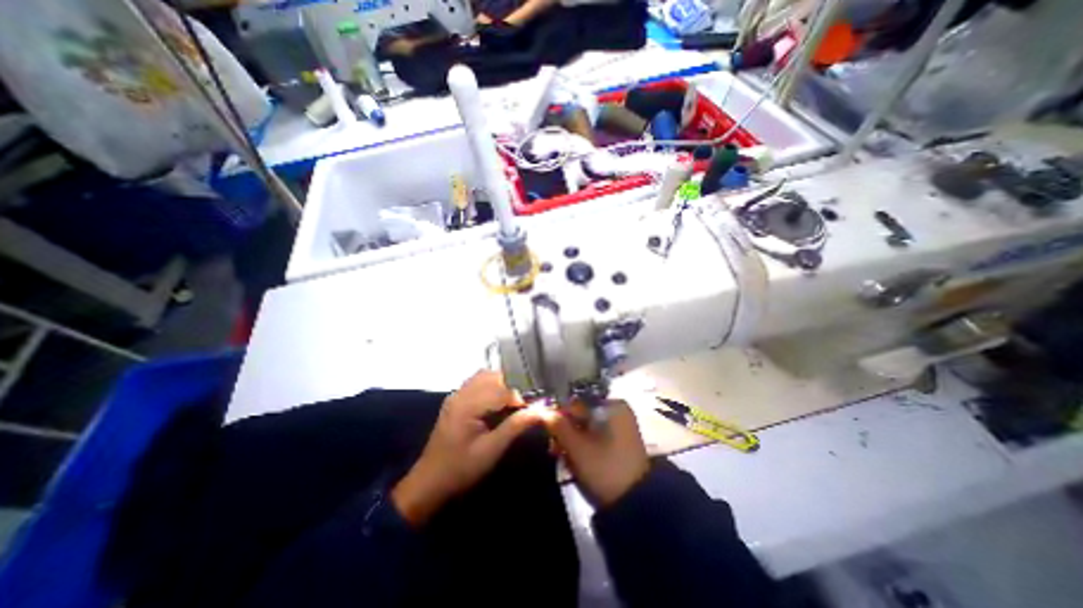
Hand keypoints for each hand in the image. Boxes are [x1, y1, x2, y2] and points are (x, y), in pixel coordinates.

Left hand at [391, 370, 549, 527]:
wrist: (429, 482)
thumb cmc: (461, 468)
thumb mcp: (491, 450)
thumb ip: (515, 426)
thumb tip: (541, 411)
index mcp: (467, 404)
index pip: (501, 389)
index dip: (520, 397)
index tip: (534, 409)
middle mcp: (461, 393)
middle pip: (493, 376)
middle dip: (512, 387)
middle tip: (524, 405)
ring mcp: (456, 394)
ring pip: (485, 376)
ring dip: (502, 385)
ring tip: (513, 403)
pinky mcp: (456, 399)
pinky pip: (477, 382)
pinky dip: (492, 387)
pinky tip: (498, 403)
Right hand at [546, 399, 644, 507]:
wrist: (634, 505)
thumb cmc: (605, 470)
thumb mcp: (577, 448)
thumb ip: (558, 426)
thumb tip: (542, 410)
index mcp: (612, 405)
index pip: (576, 402)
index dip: (558, 414)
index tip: (546, 429)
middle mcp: (616, 410)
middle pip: (580, 414)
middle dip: (564, 430)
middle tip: (553, 447)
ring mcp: (618, 426)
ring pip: (585, 426)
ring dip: (570, 439)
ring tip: (559, 455)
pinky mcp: (617, 441)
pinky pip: (593, 436)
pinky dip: (581, 445)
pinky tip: (571, 459)